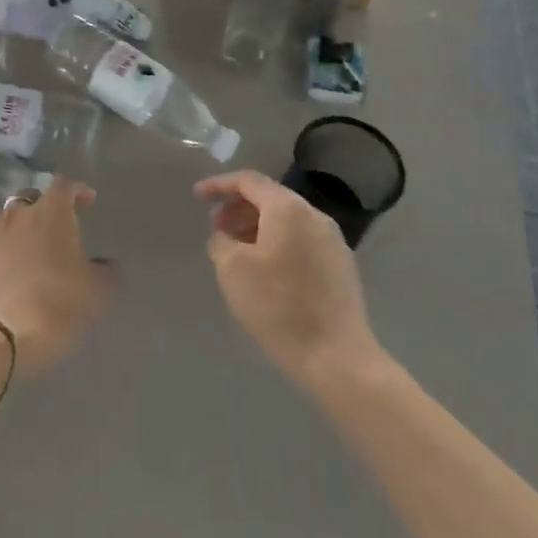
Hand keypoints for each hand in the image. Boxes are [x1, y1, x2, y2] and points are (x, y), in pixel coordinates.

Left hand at [0, 178, 112, 373]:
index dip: (77, 190)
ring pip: (5, 221)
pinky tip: (6, 272)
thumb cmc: (57, 304)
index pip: (64, 184)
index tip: (88, 201)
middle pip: (30, 197)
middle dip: (44, 206)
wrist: (0, 335)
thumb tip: (106, 264)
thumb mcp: (98, 291)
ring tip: (28, 251)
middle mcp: (17, 215)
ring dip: (18, 229)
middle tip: (56, 227)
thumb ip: (106, 271)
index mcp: (50, 213)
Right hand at [195, 171, 381, 390]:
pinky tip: (265, 271)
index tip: (197, 197)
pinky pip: (301, 241)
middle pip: (270, 199)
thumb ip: (221, 242)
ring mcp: (333, 242)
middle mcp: (315, 216)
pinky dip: (277, 244)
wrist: (336, 356)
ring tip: (236, 252)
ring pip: (287, 222)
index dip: (219, 185)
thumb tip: (226, 236)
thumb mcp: (232, 270)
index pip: (249, 181)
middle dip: (238, 209)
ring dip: (257, 228)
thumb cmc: (278, 306)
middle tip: (216, 228)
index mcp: (288, 209)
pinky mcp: (341, 267)